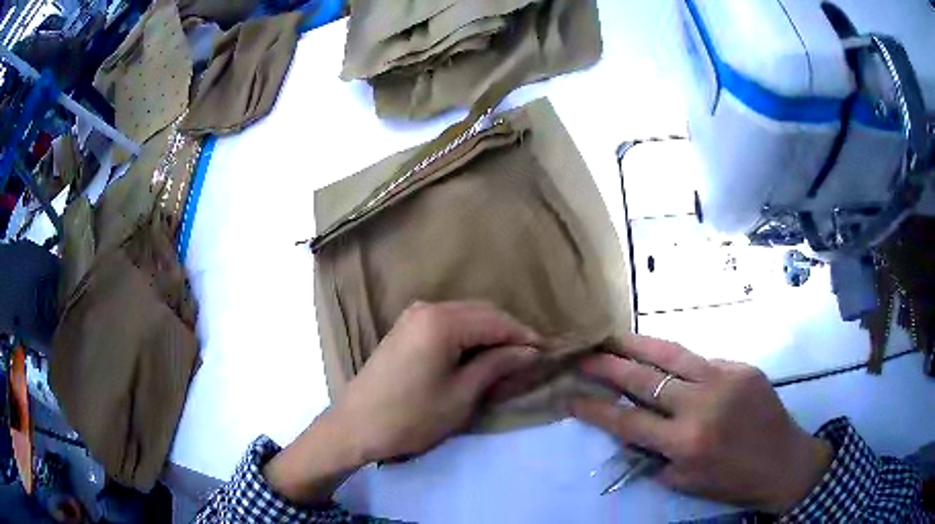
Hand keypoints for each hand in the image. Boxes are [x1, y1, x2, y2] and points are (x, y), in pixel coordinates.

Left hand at [334, 301, 540, 461]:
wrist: (356, 426)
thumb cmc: (411, 416)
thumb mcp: (461, 395)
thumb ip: (496, 365)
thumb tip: (529, 351)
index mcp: (442, 321)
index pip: (497, 321)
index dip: (525, 336)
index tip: (547, 353)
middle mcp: (427, 308)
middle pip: (481, 312)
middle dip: (509, 332)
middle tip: (530, 357)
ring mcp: (413, 316)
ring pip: (465, 315)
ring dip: (489, 332)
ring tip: (508, 358)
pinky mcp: (405, 327)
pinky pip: (447, 322)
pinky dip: (468, 334)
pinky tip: (478, 354)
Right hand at [570, 335, 832, 513]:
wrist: (783, 461)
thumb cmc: (731, 480)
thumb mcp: (685, 481)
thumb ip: (654, 455)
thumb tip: (629, 431)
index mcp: (685, 442)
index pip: (627, 421)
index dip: (594, 408)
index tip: (569, 397)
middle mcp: (702, 405)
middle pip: (644, 380)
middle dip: (608, 366)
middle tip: (583, 355)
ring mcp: (724, 379)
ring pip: (672, 355)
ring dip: (637, 344)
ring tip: (612, 336)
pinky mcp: (742, 367)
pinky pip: (702, 360)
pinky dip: (677, 359)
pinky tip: (663, 356)